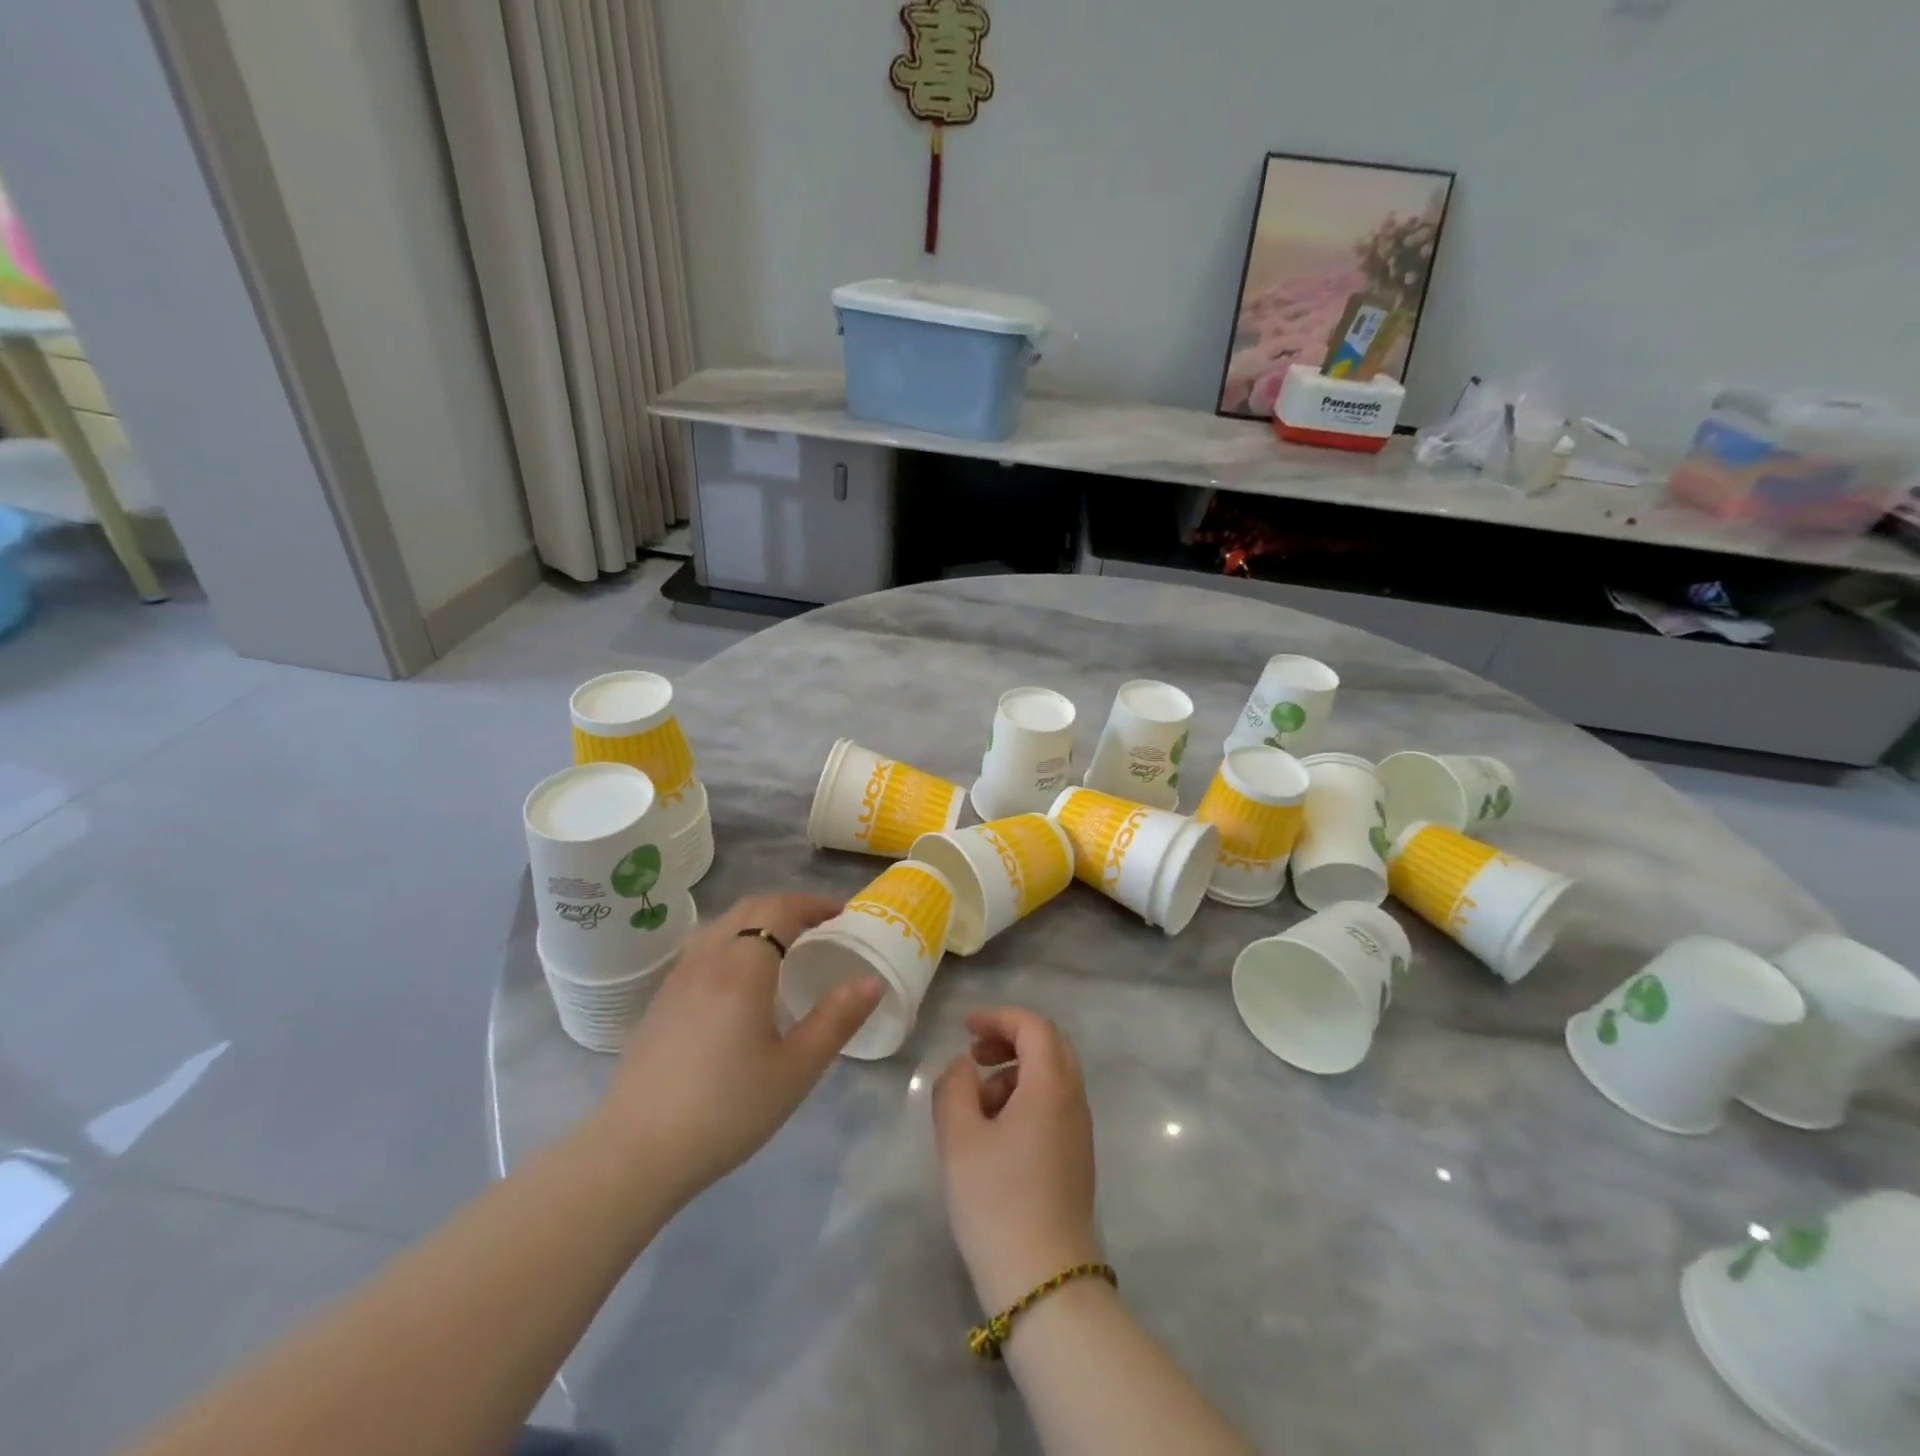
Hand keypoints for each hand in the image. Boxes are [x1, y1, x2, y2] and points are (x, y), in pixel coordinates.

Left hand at [595, 892, 883, 1205]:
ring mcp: (677, 978)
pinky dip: (734, 942)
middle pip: (750, 909)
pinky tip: (742, 980)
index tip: (843, 913)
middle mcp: (707, 959)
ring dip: (758, 922)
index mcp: (742, 968)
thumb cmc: (726, 1110)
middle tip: (821, 925)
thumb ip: (837, 1020)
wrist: (635, 1153)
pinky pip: (704, 948)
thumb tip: (872, 981)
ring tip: (785, 946)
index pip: (780, 910)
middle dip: (789, 907)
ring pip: (722, 926)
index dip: (814, 903)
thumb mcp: (795, 1070)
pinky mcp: (660, 1001)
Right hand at [933, 1008, 1101, 1311]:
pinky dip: (1025, 1097)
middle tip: (974, 1055)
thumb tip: (963, 1065)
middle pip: (1049, 1045)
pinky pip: (1053, 1105)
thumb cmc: (997, 1200)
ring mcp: (1079, 1130)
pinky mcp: (1076, 1157)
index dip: (998, 1017)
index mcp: (1051, 1085)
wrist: (1044, 1281)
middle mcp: (1074, 1099)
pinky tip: (994, 1131)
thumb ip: (954, 1087)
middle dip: (1010, 1039)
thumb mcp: (959, 1138)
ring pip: (1051, 1076)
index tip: (965, 1028)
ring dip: (1015, 1071)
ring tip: (976, 1101)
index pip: (1033, 1026)